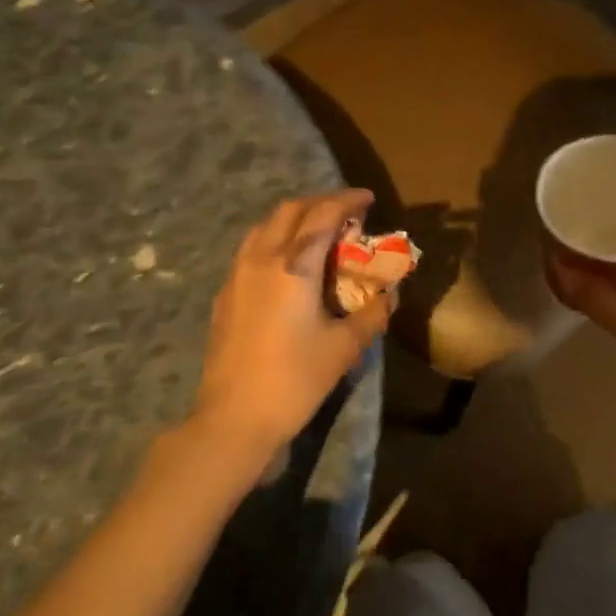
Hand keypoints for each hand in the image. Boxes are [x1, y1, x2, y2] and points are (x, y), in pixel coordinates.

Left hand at [189, 189, 394, 474]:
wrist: (234, 417)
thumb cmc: (295, 379)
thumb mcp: (345, 347)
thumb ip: (372, 313)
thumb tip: (390, 295)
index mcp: (294, 266)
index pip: (323, 214)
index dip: (348, 200)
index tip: (368, 198)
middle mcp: (262, 259)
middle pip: (290, 211)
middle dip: (320, 203)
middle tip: (346, 213)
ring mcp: (237, 275)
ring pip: (266, 226)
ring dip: (295, 219)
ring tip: (319, 233)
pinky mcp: (225, 294)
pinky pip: (252, 249)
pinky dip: (276, 240)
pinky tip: (288, 265)